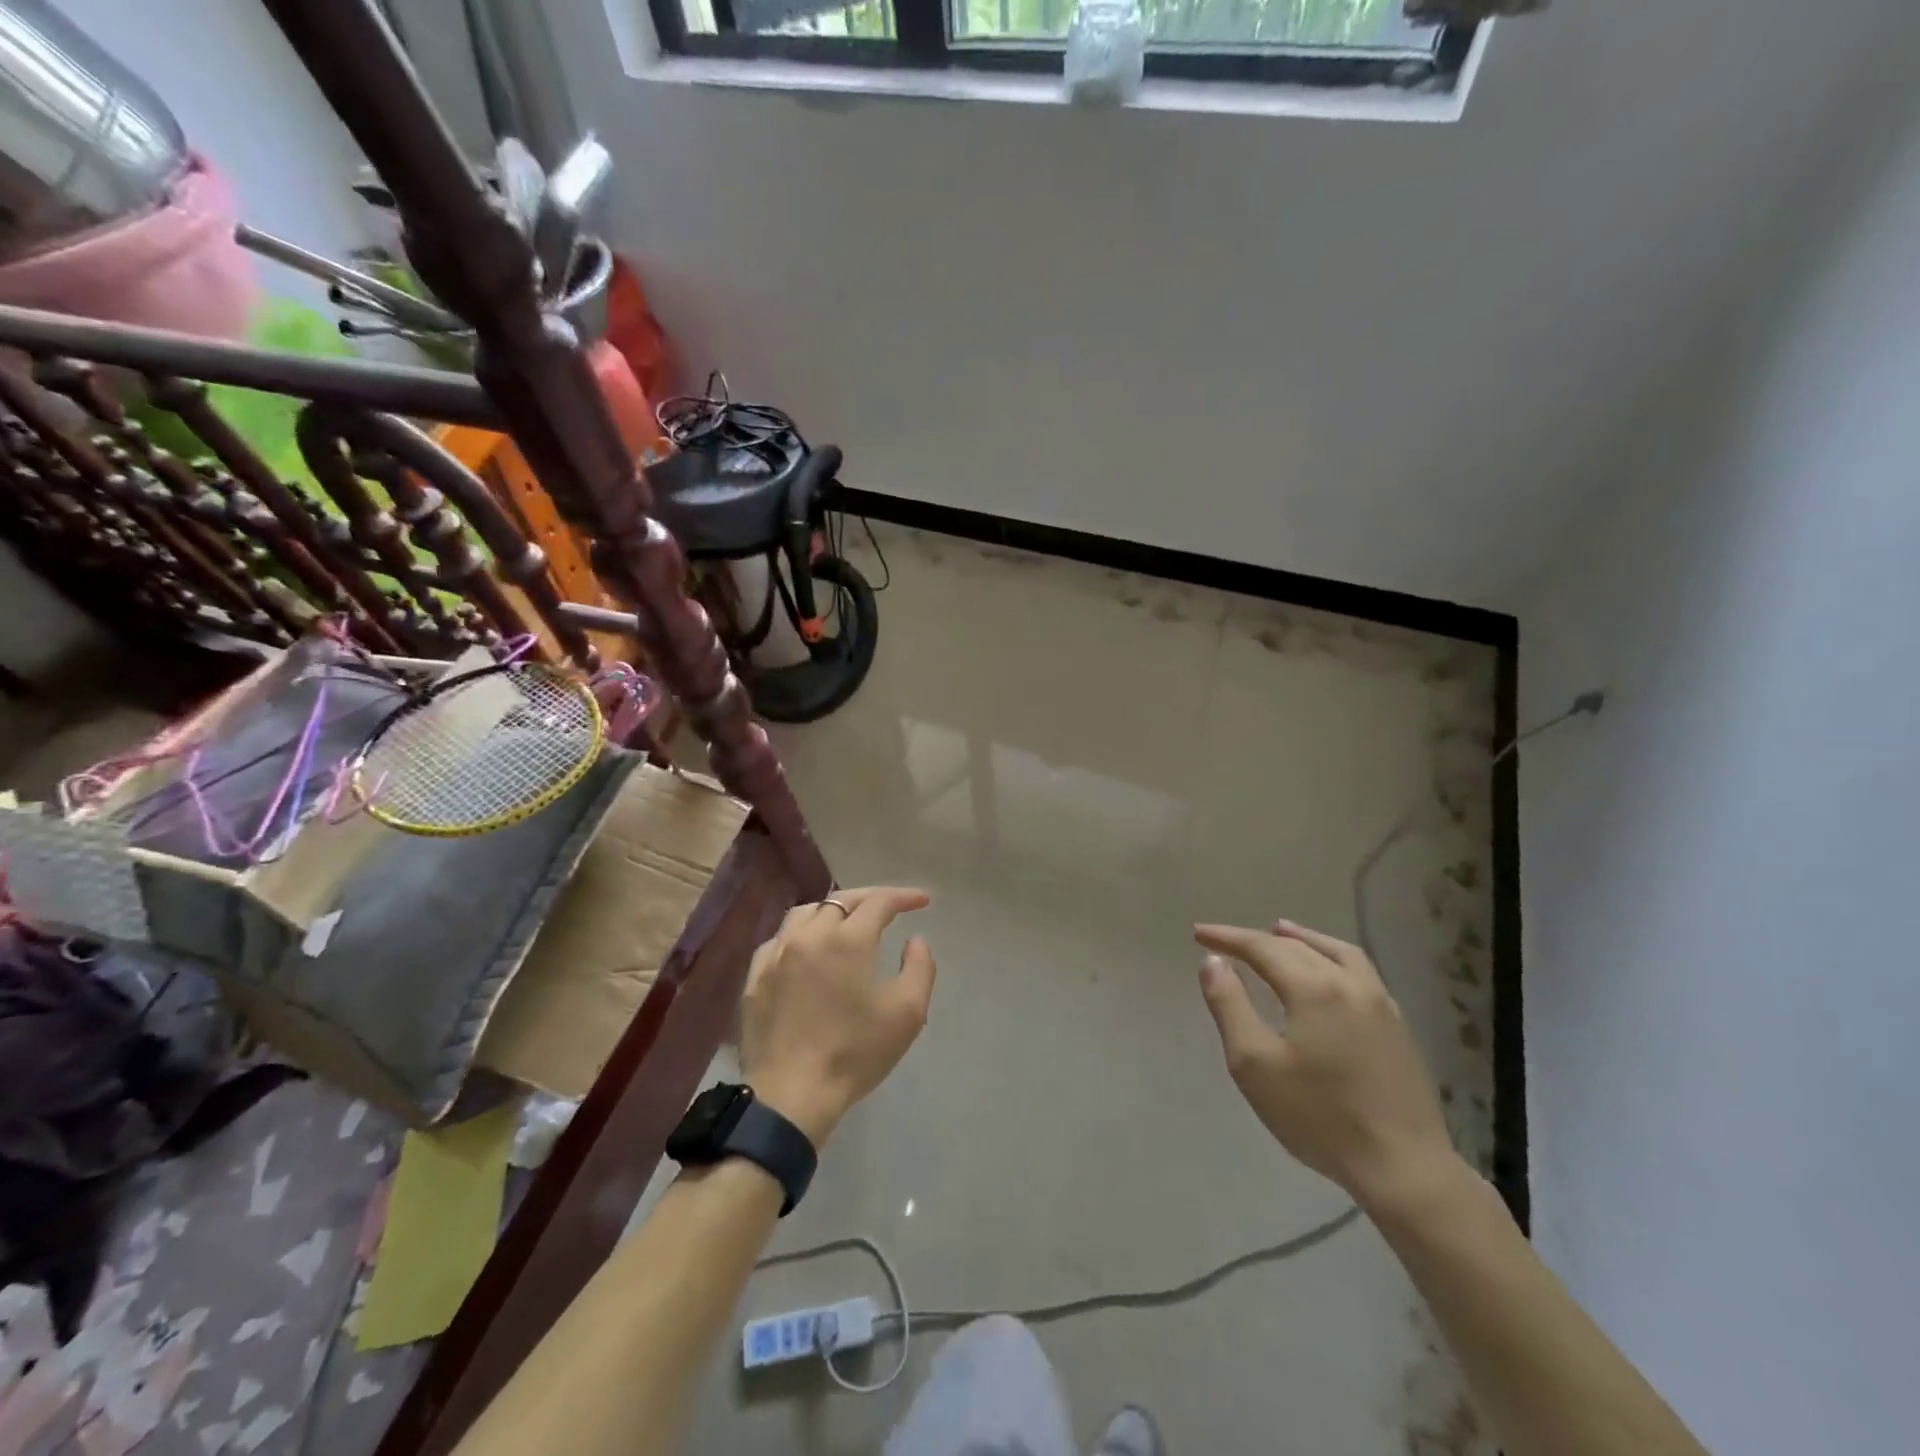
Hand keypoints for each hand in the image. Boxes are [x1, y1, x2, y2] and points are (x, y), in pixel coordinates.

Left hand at [741, 887, 936, 1146]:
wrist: (790, 1096)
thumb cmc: (854, 1054)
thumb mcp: (907, 1014)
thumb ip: (920, 968)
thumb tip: (914, 940)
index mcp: (847, 940)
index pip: (879, 902)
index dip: (904, 896)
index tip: (922, 901)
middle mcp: (809, 935)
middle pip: (841, 899)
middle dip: (870, 898)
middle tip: (891, 907)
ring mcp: (776, 954)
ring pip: (806, 913)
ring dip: (833, 910)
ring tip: (849, 921)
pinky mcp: (755, 977)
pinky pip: (779, 939)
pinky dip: (801, 933)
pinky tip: (808, 948)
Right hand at [1194, 919, 1457, 1213]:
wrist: (1404, 1168)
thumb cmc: (1319, 1116)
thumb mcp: (1254, 1063)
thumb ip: (1229, 1005)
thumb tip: (1213, 961)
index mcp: (1314, 988)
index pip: (1262, 947)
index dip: (1228, 937)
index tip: (1199, 932)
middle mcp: (1349, 983)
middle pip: (1297, 947)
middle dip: (1258, 939)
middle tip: (1226, 941)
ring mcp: (1380, 1004)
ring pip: (1336, 953)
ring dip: (1303, 939)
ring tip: (1281, 931)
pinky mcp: (1397, 1028)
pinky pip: (1359, 972)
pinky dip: (1332, 958)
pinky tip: (1327, 974)